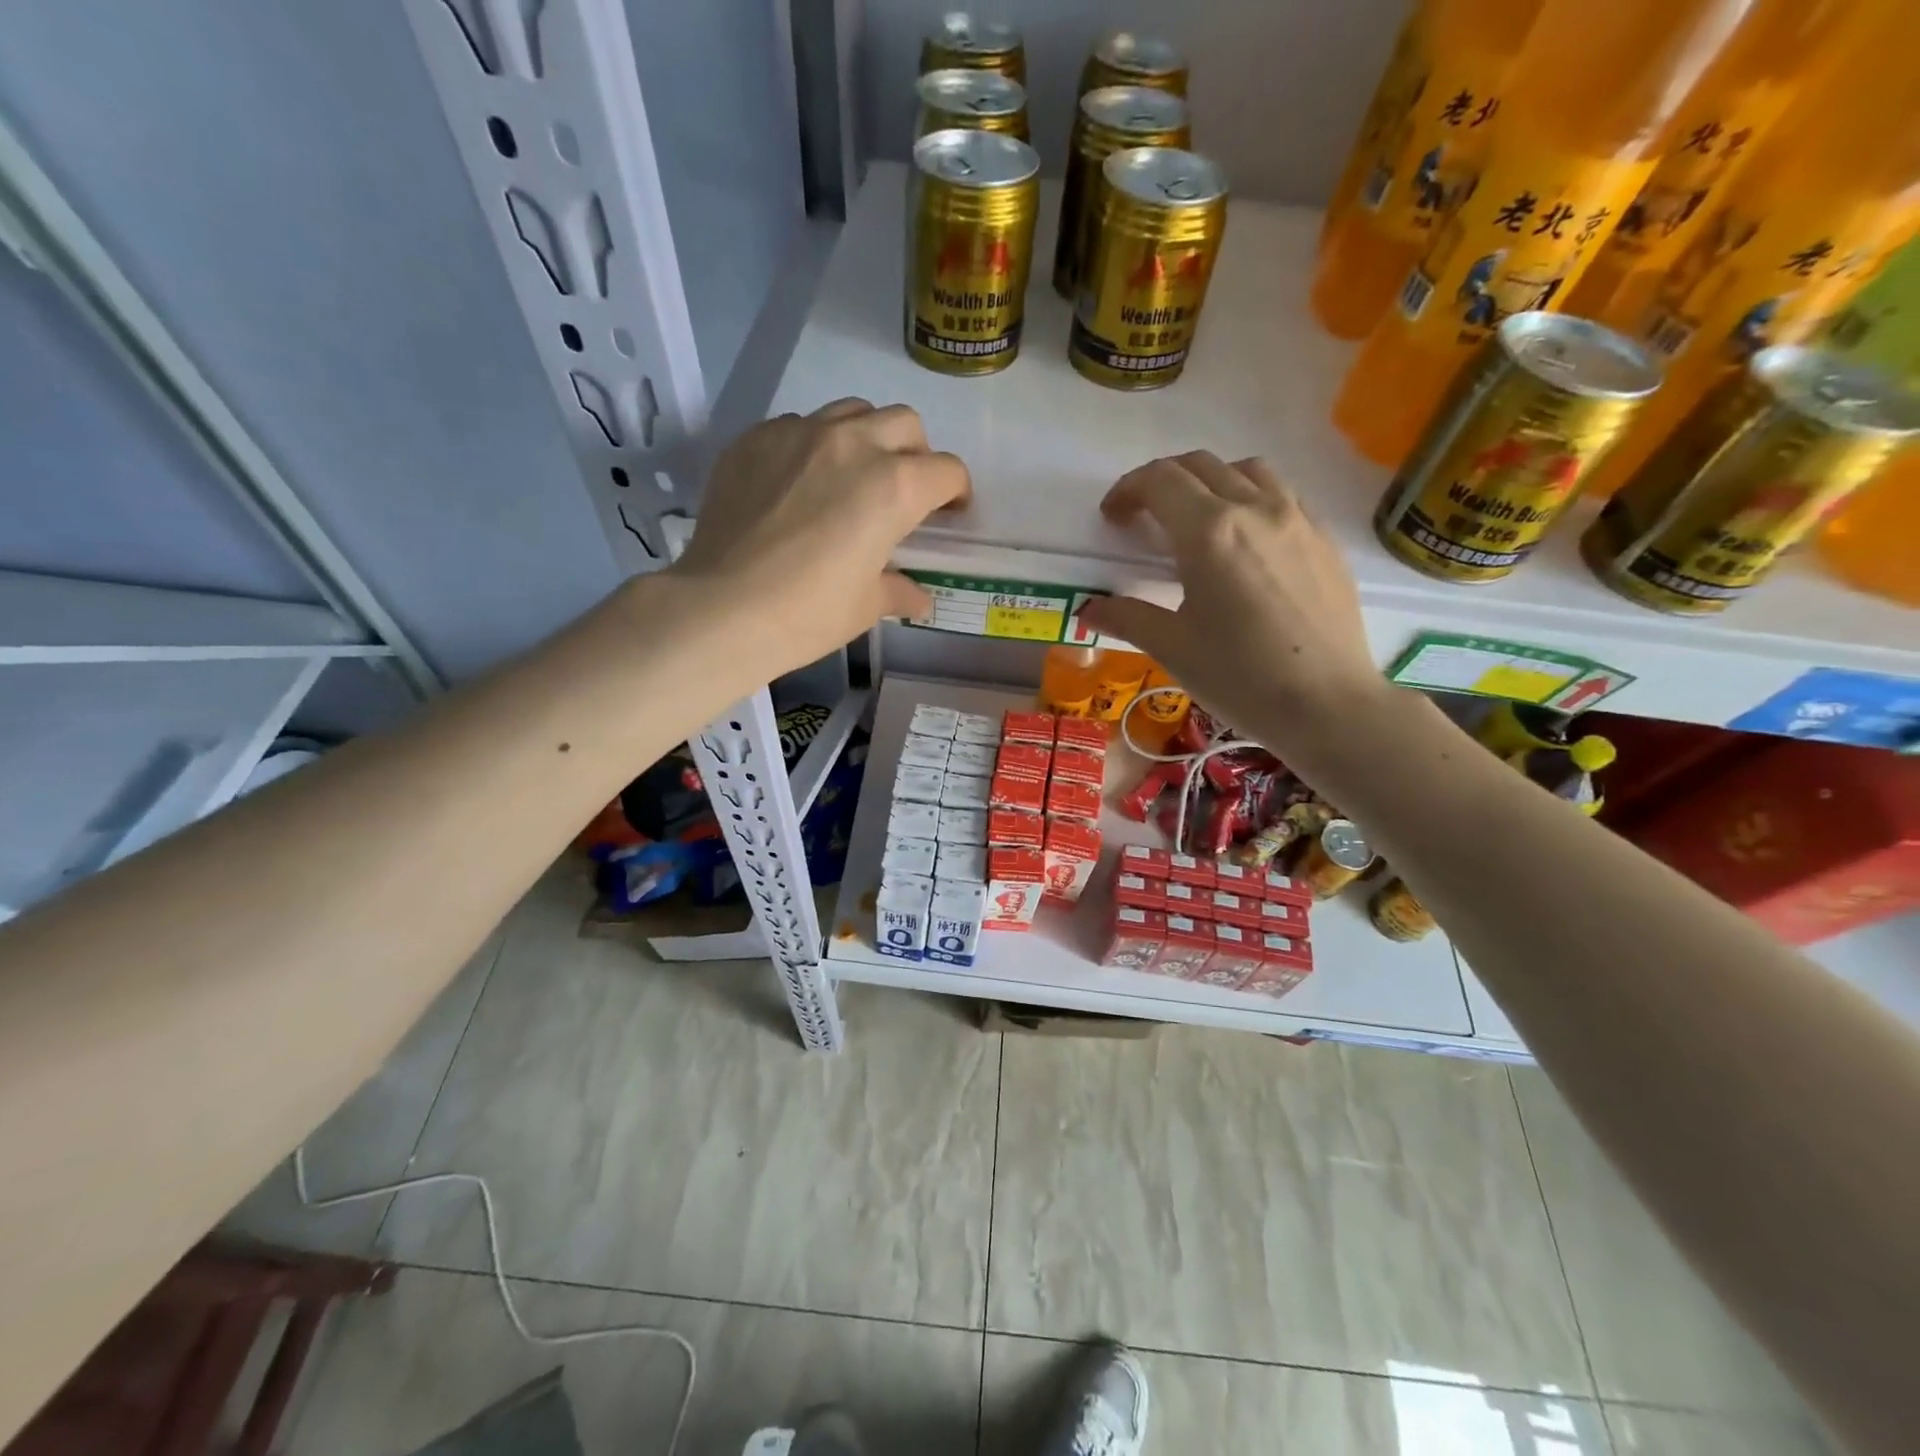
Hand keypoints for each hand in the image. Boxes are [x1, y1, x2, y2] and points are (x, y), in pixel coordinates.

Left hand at [670, 399, 969, 665]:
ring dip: (867, 437)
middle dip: (916, 454)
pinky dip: (812, 446)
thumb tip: (918, 597)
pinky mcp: (756, 438)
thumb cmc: (808, 613)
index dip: (956, 492)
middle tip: (903, 490)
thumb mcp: (866, 606)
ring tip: (852, 475)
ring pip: (852, 412)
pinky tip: (798, 484)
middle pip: (905, 424)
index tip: (948, 512)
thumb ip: (898, 590)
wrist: (722, 608)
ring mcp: (800, 433)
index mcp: (895, 487)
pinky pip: (798, 425)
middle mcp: (854, 444)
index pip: (946, 471)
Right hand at [1077, 451, 1388, 748]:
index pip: (1160, 481)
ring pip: (1246, 471)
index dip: (1128, 490)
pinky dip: (1251, 498)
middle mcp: (1255, 509)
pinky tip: (1247, 540)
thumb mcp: (1174, 649)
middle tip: (1143, 518)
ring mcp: (1297, 518)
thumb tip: (1090, 608)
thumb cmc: (1242, 678)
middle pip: (1200, 466)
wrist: (1329, 705)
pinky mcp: (1325, 538)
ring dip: (1210, 481)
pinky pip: (1282, 494)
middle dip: (1162, 481)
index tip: (1113, 517)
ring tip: (1196, 520)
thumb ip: (1128, 618)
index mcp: (1209, 532)